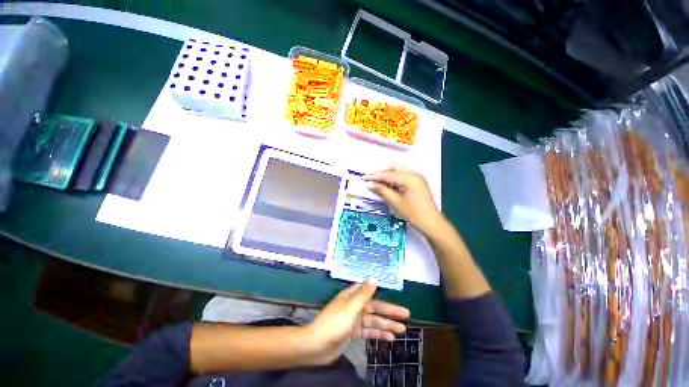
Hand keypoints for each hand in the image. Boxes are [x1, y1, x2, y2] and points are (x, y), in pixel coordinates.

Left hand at [304, 281, 409, 364]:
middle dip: (390, 312)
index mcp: (351, 296)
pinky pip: (368, 331)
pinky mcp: (352, 332)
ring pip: (373, 321)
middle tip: (406, 315)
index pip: (370, 292)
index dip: (383, 294)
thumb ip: (364, 294)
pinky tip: (389, 338)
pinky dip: (378, 334)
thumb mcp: (351, 308)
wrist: (316, 346)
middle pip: (375, 307)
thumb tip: (374, 278)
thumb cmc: (334, 324)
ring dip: (387, 325)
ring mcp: (353, 320)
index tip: (395, 295)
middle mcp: (353, 306)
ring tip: (402, 329)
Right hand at [364, 164, 441, 235]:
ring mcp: (418, 178)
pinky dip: (395, 179)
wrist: (431, 223)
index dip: (375, 177)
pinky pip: (404, 176)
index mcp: (409, 178)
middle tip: (372, 181)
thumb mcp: (396, 202)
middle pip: (394, 168)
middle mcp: (414, 174)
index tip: (364, 178)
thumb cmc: (414, 213)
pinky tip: (389, 186)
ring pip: (399, 171)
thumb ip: (382, 190)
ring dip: (389, 175)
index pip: (388, 175)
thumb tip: (369, 184)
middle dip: (382, 173)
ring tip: (379, 184)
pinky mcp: (418, 182)